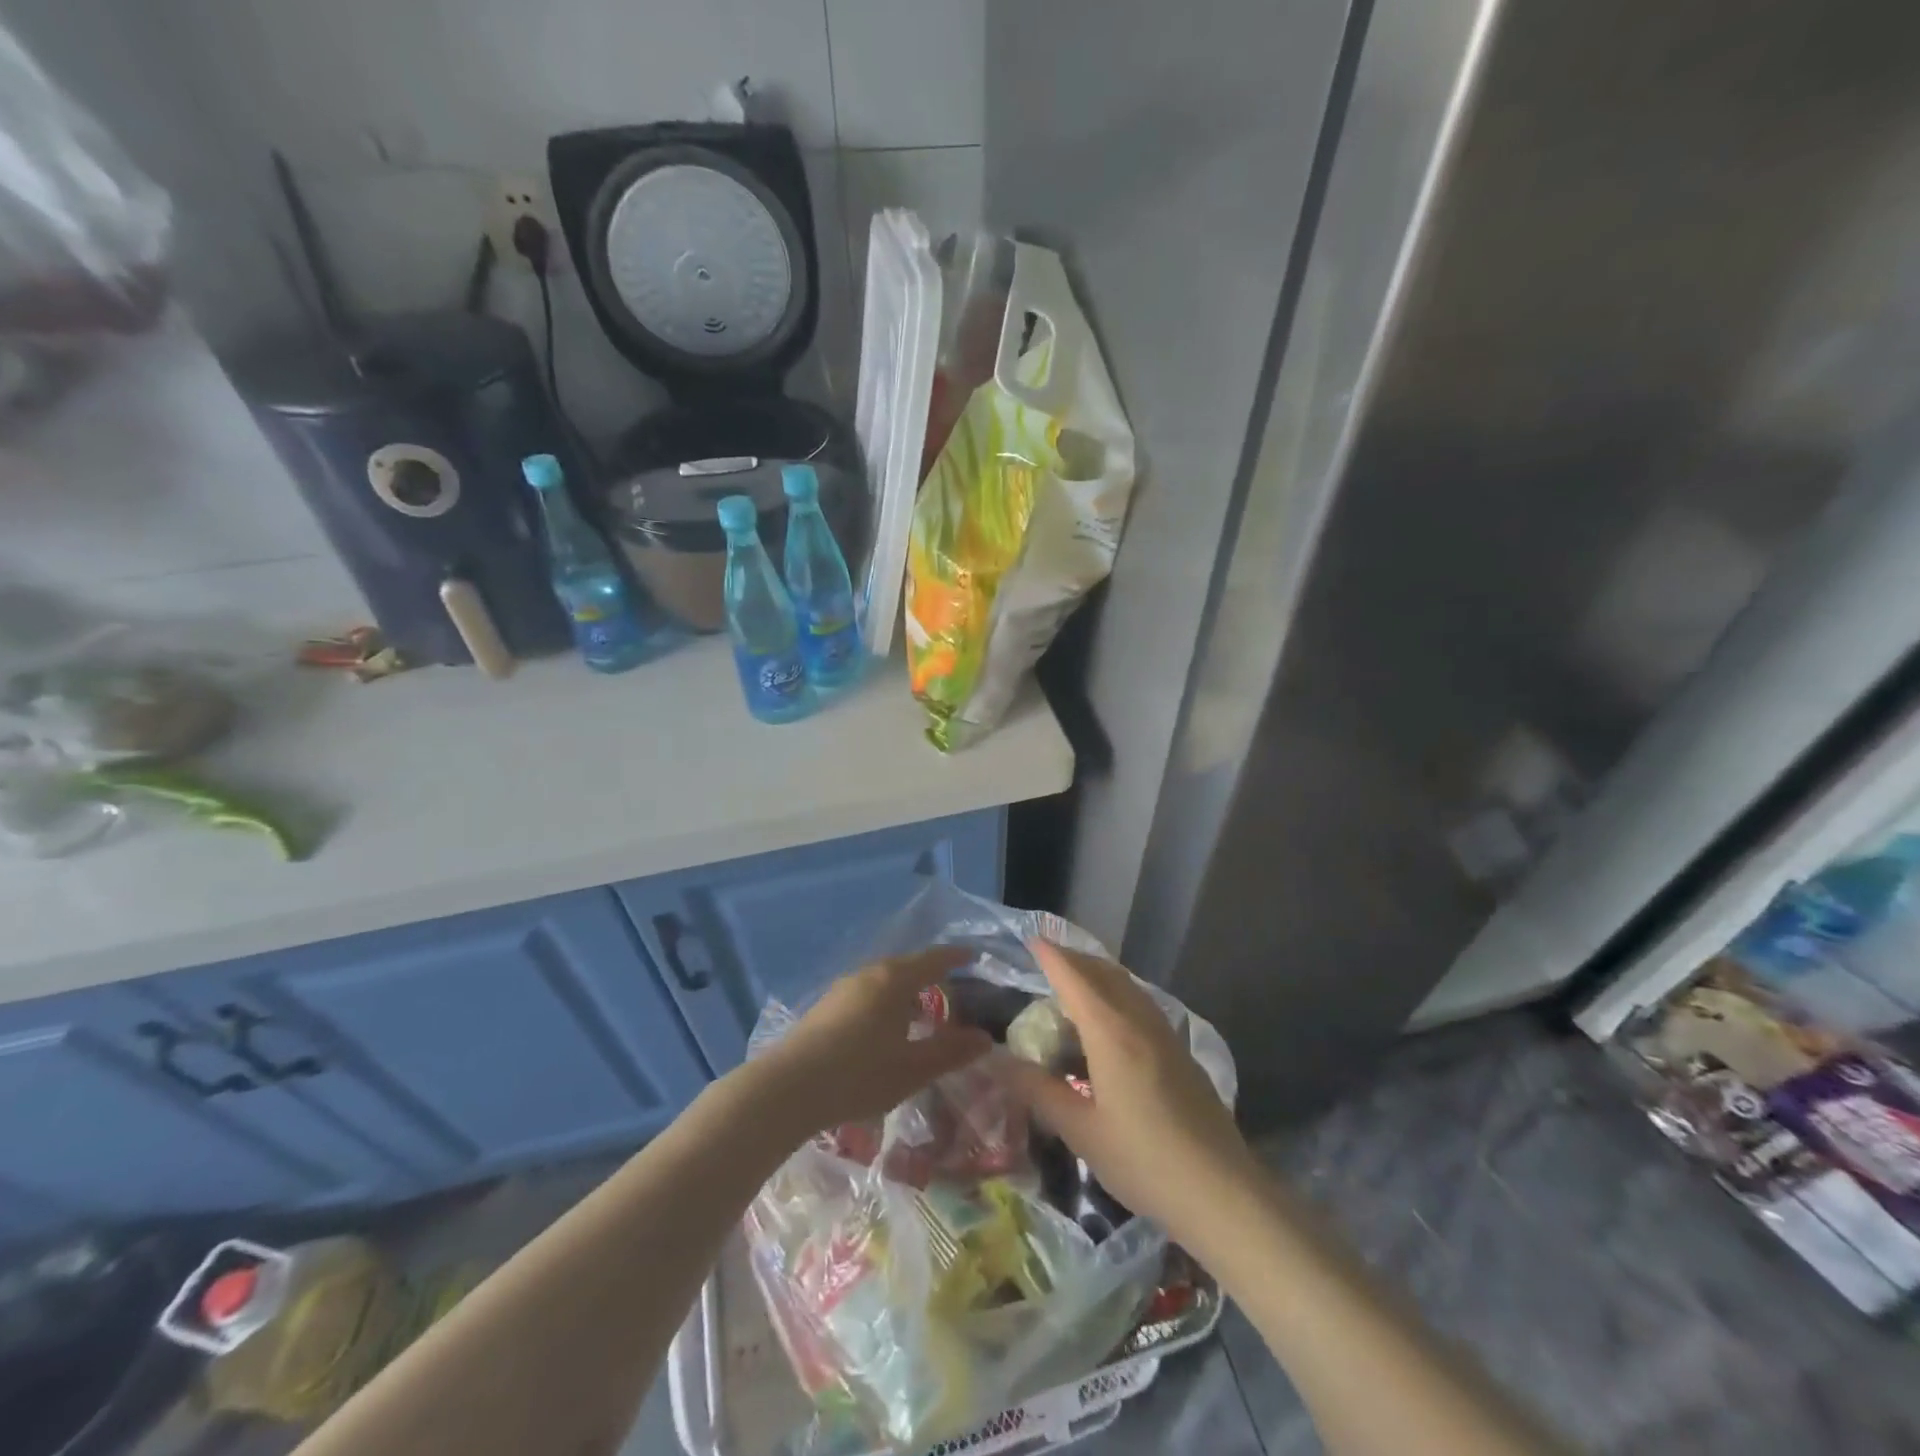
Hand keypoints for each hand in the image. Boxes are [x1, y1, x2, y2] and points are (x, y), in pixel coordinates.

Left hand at [755, 947, 992, 1137]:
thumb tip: (985, 1038)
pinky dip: (885, 1004)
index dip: (955, 957)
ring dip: (906, 994)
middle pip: (907, 968)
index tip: (972, 955)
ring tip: (920, 1016)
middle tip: (952, 997)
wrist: (788, 1088)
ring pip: (884, 982)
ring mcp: (843, 989)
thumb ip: (950, 1052)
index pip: (933, 959)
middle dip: (931, 978)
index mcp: (894, 979)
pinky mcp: (825, 1007)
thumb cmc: (859, 1074)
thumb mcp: (912, 1069)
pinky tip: (885, 1032)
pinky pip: (867, 995)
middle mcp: (869, 974)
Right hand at [1003, 941, 1251, 1231]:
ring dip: (1098, 974)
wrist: (1222, 1191)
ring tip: (1073, 983)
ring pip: (1127, 985)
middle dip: (1075, 958)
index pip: (1075, 979)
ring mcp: (1165, 1034)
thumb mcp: (1081, 1131)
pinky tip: (1109, 1019)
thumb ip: (1039, 1092)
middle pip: (1104, 972)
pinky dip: (1117, 993)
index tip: (1032, 938)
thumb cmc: (1144, 1160)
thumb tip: (999, 1063)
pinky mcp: (1180, 1051)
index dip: (1052, 957)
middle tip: (1047, 959)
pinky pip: (1141, 1003)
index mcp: (1112, 1033)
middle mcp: (1139, 1021)